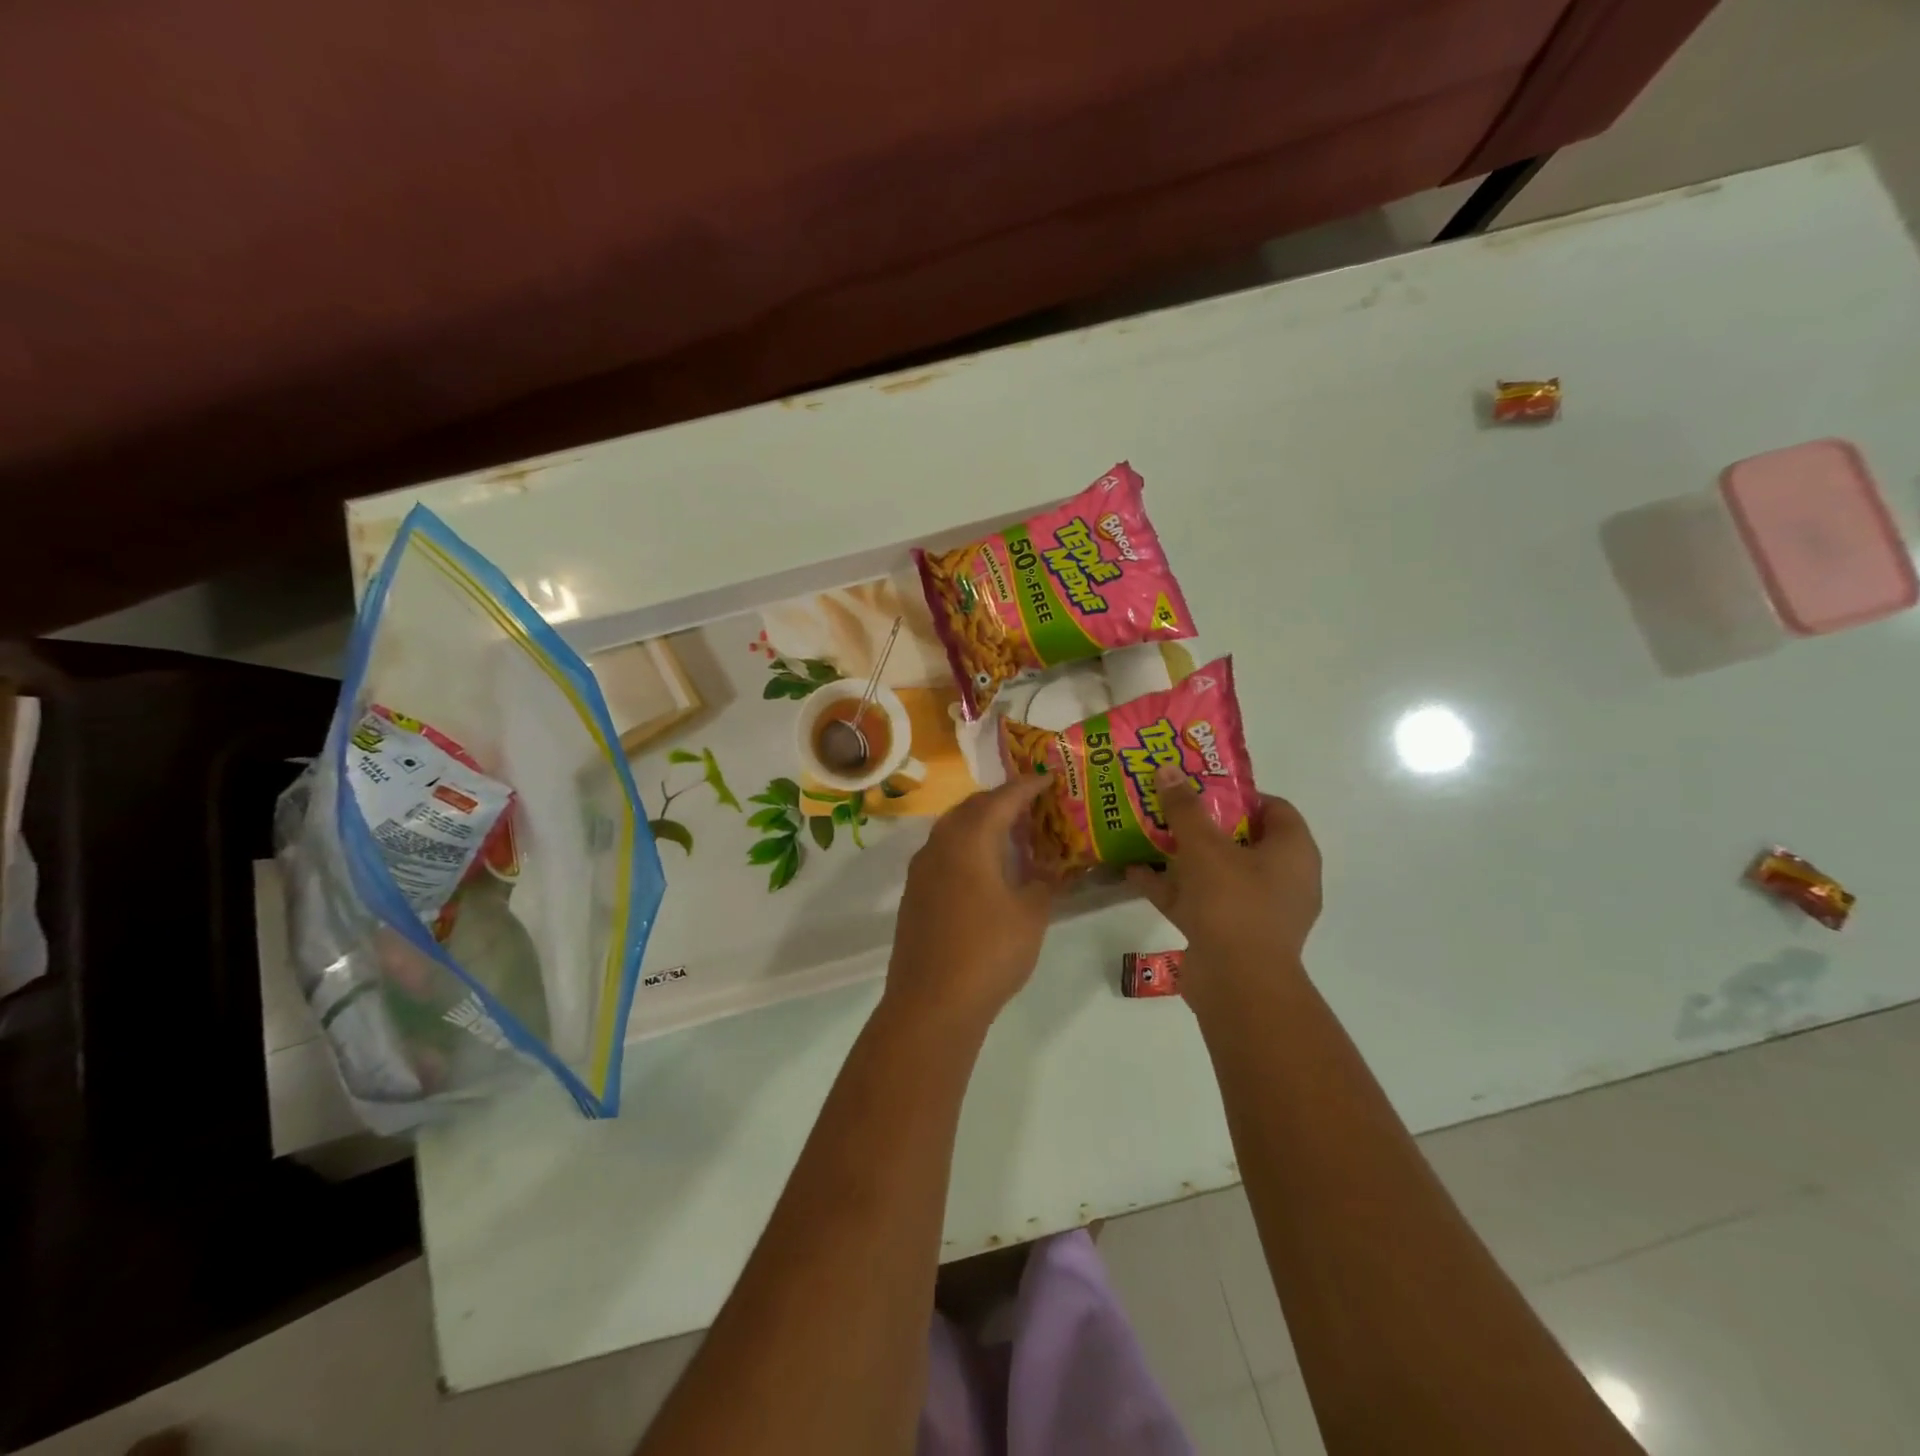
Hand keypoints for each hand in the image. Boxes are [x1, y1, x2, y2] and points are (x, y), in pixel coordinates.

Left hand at [883, 776, 1054, 1034]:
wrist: (931, 1002)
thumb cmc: (989, 952)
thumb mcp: (1031, 916)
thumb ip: (1043, 883)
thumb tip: (1049, 869)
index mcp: (969, 839)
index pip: (1001, 799)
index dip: (1026, 787)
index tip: (1047, 777)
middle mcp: (940, 844)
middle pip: (971, 808)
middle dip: (1001, 801)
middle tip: (1031, 805)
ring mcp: (921, 870)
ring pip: (953, 830)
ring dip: (981, 824)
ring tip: (1011, 834)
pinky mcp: (914, 894)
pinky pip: (943, 853)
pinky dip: (967, 848)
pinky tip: (984, 869)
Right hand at [1124, 763, 1321, 1011]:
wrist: (1237, 984)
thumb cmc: (1232, 902)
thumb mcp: (1204, 847)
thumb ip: (1184, 808)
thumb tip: (1168, 770)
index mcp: (1292, 852)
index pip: (1274, 808)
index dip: (1238, 793)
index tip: (1200, 785)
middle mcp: (1282, 879)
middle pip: (1240, 839)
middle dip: (1202, 823)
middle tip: (1168, 805)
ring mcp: (1256, 910)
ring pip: (1216, 871)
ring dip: (1182, 856)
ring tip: (1146, 833)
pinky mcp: (1230, 935)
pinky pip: (1200, 901)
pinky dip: (1172, 887)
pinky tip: (1134, 873)